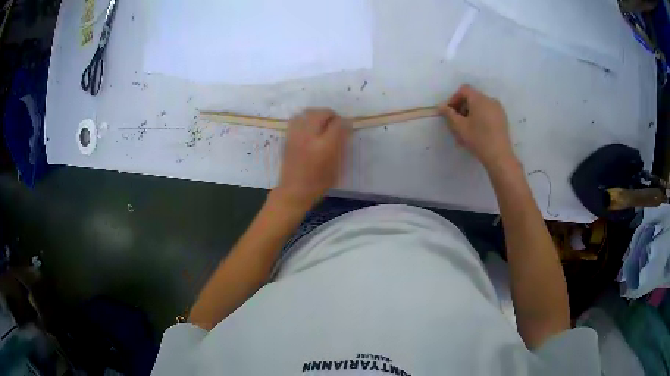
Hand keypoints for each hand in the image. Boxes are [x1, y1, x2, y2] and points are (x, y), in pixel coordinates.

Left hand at [273, 108, 350, 210]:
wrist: (294, 191)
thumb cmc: (319, 183)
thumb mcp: (337, 166)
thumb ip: (341, 146)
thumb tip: (345, 130)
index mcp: (325, 146)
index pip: (338, 124)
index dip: (345, 123)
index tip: (347, 127)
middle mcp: (310, 137)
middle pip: (322, 113)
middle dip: (331, 115)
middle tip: (335, 122)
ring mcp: (296, 135)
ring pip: (307, 112)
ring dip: (317, 114)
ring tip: (321, 122)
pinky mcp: (288, 137)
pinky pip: (296, 119)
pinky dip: (305, 118)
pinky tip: (309, 126)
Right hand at [439, 85, 517, 170]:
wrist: (499, 156)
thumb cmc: (478, 139)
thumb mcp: (460, 127)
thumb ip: (449, 114)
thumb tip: (441, 106)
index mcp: (479, 99)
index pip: (464, 90)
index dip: (454, 98)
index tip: (450, 112)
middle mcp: (490, 100)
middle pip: (472, 97)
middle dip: (462, 107)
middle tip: (456, 122)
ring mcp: (498, 109)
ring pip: (480, 106)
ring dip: (471, 113)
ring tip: (466, 129)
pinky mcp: (503, 118)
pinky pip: (488, 112)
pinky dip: (480, 117)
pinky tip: (478, 131)